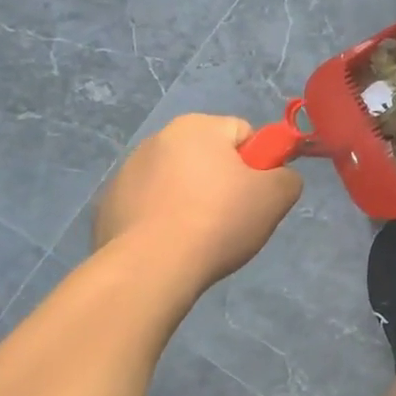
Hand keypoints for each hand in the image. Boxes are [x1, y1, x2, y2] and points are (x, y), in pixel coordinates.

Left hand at [94, 114, 301, 289]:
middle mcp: (158, 138)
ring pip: (178, 181)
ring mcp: (126, 172)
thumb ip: (288, 177)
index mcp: (198, 126)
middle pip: (209, 156)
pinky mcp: (107, 205)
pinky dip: (162, 220)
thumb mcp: (277, 196)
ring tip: (199, 238)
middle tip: (232, 219)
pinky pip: (149, 206)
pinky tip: (170, 246)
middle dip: (223, 182)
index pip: (244, 134)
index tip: (256, 196)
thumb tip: (277, 178)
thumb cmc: (218, 221)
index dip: (258, 165)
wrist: (149, 269)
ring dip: (191, 200)